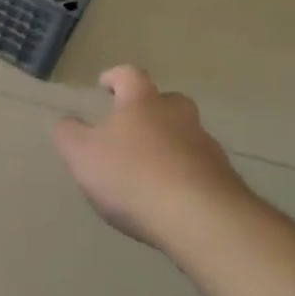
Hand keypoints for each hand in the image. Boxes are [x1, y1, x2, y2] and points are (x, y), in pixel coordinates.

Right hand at [54, 66, 251, 251]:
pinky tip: (169, 200)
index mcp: (143, 103)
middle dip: (151, 109)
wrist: (203, 220)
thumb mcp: (82, 154)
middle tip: (132, 126)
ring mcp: (207, 149)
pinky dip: (184, 177)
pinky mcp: (225, 182)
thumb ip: (69, 134)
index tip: (104, 85)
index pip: (129, 75)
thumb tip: (69, 123)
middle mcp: (179, 118)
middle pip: (168, 102)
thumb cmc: (133, 176)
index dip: (115, 77)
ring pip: (186, 137)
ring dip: (169, 146)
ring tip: (147, 171)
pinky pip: (199, 170)